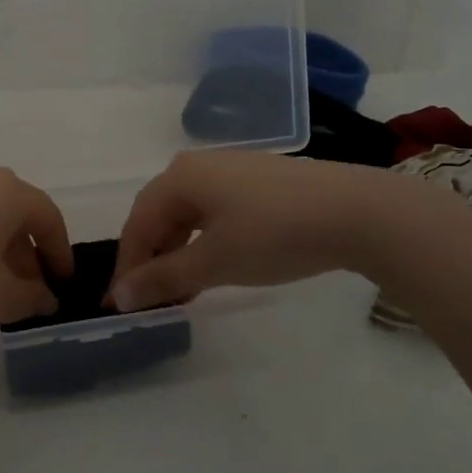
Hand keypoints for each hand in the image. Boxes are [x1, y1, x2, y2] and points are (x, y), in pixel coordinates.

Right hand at [110, 151, 414, 310]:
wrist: (354, 211)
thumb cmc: (274, 234)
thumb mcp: (213, 261)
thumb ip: (163, 278)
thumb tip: (117, 296)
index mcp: (180, 177)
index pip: (137, 225)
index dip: (127, 267)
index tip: (121, 307)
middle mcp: (199, 165)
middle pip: (159, 215)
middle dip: (151, 259)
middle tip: (151, 300)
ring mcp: (231, 169)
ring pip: (188, 214)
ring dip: (178, 252)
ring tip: (183, 289)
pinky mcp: (258, 180)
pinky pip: (214, 211)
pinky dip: (204, 240)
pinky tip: (215, 263)